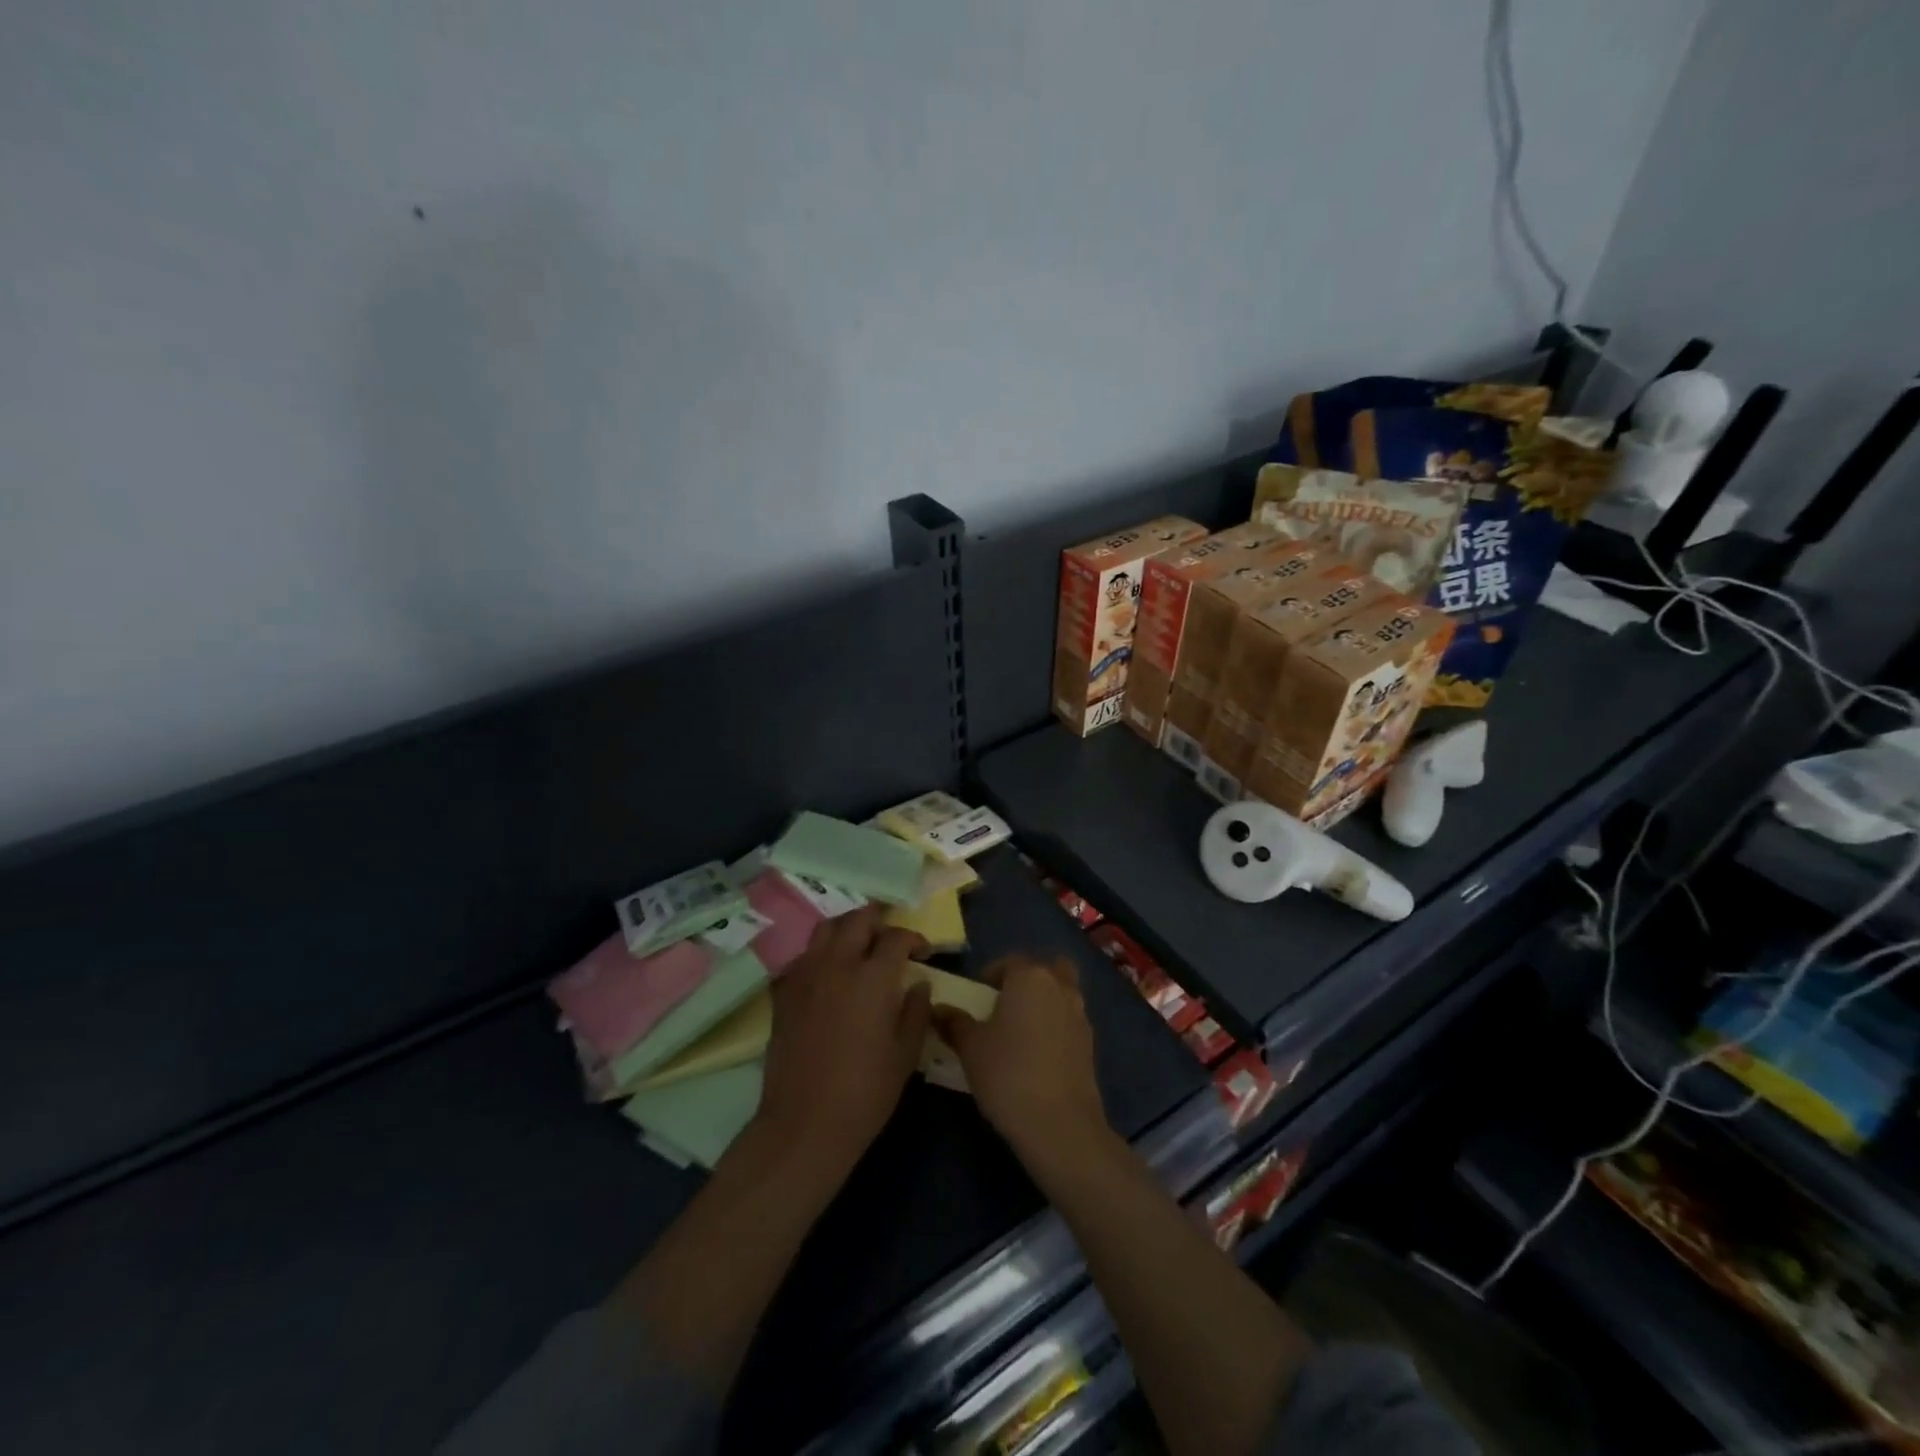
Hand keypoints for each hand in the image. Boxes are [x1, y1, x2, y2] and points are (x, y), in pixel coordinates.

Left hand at [751, 906, 930, 1184]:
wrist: (805, 1124)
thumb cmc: (865, 1093)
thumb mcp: (906, 1054)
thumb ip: (916, 1011)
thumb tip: (919, 983)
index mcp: (872, 978)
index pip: (896, 937)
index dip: (913, 938)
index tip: (923, 951)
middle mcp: (837, 964)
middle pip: (857, 920)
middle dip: (879, 919)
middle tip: (890, 936)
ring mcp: (805, 975)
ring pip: (826, 929)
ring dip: (847, 928)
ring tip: (859, 943)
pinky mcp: (784, 992)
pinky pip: (803, 956)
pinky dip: (820, 953)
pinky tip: (829, 973)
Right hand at [933, 954, 1108, 1164]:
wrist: (1059, 1124)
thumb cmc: (1008, 1073)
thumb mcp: (970, 1047)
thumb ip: (954, 1022)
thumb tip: (938, 1010)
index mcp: (1030, 977)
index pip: (1009, 962)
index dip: (991, 975)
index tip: (977, 998)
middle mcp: (1060, 987)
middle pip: (1046, 970)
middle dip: (1028, 980)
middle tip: (1006, 1005)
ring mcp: (1080, 1015)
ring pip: (1062, 994)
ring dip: (1045, 1002)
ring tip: (1021, 1032)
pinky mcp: (1091, 1044)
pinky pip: (1069, 1021)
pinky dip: (1056, 1027)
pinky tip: (1039, 1055)